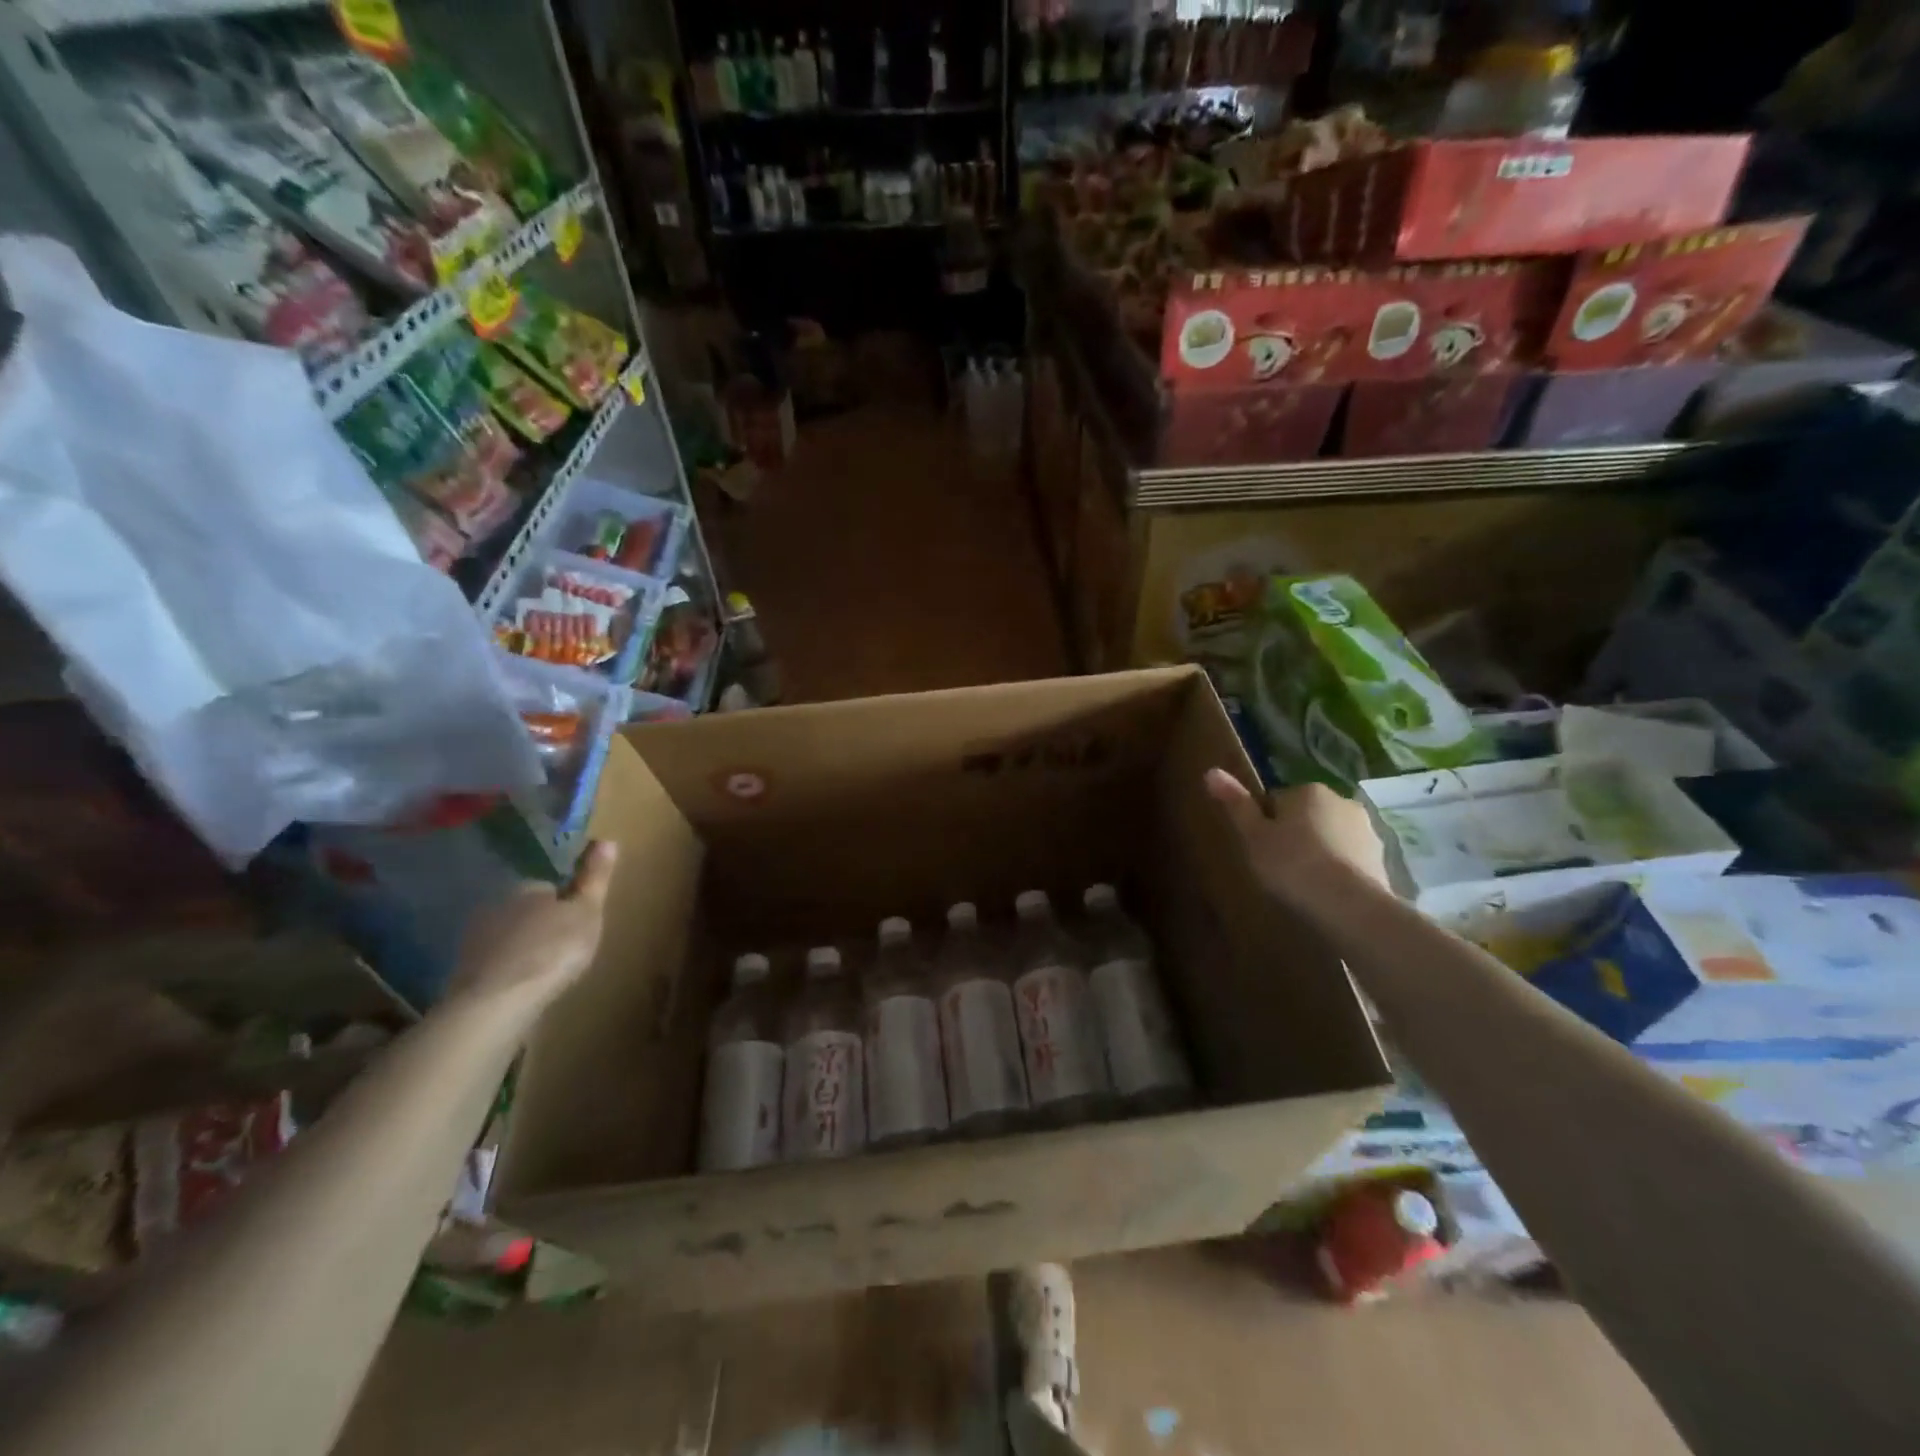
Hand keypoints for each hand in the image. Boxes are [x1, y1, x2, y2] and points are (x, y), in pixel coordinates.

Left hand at [446, 841, 618, 1006]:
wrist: (497, 1002)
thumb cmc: (552, 950)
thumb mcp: (587, 912)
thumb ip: (595, 878)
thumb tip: (607, 839)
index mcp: (528, 886)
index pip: (550, 885)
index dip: (566, 901)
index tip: (578, 920)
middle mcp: (496, 904)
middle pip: (527, 908)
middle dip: (543, 922)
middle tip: (565, 946)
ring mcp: (475, 937)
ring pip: (509, 935)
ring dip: (523, 945)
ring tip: (544, 968)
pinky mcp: (463, 969)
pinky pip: (494, 960)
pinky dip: (507, 967)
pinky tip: (520, 984)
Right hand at [1203, 769, 1388, 901]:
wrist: (1351, 906)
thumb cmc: (1292, 865)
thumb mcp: (1253, 836)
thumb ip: (1235, 804)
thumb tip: (1211, 771)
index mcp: (1308, 791)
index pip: (1277, 800)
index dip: (1265, 824)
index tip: (1260, 848)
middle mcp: (1342, 801)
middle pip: (1307, 816)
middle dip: (1295, 835)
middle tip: (1279, 867)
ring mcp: (1367, 830)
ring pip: (1331, 836)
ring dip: (1319, 852)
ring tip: (1303, 884)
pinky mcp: (1382, 859)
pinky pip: (1350, 859)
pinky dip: (1340, 870)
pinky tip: (1327, 893)